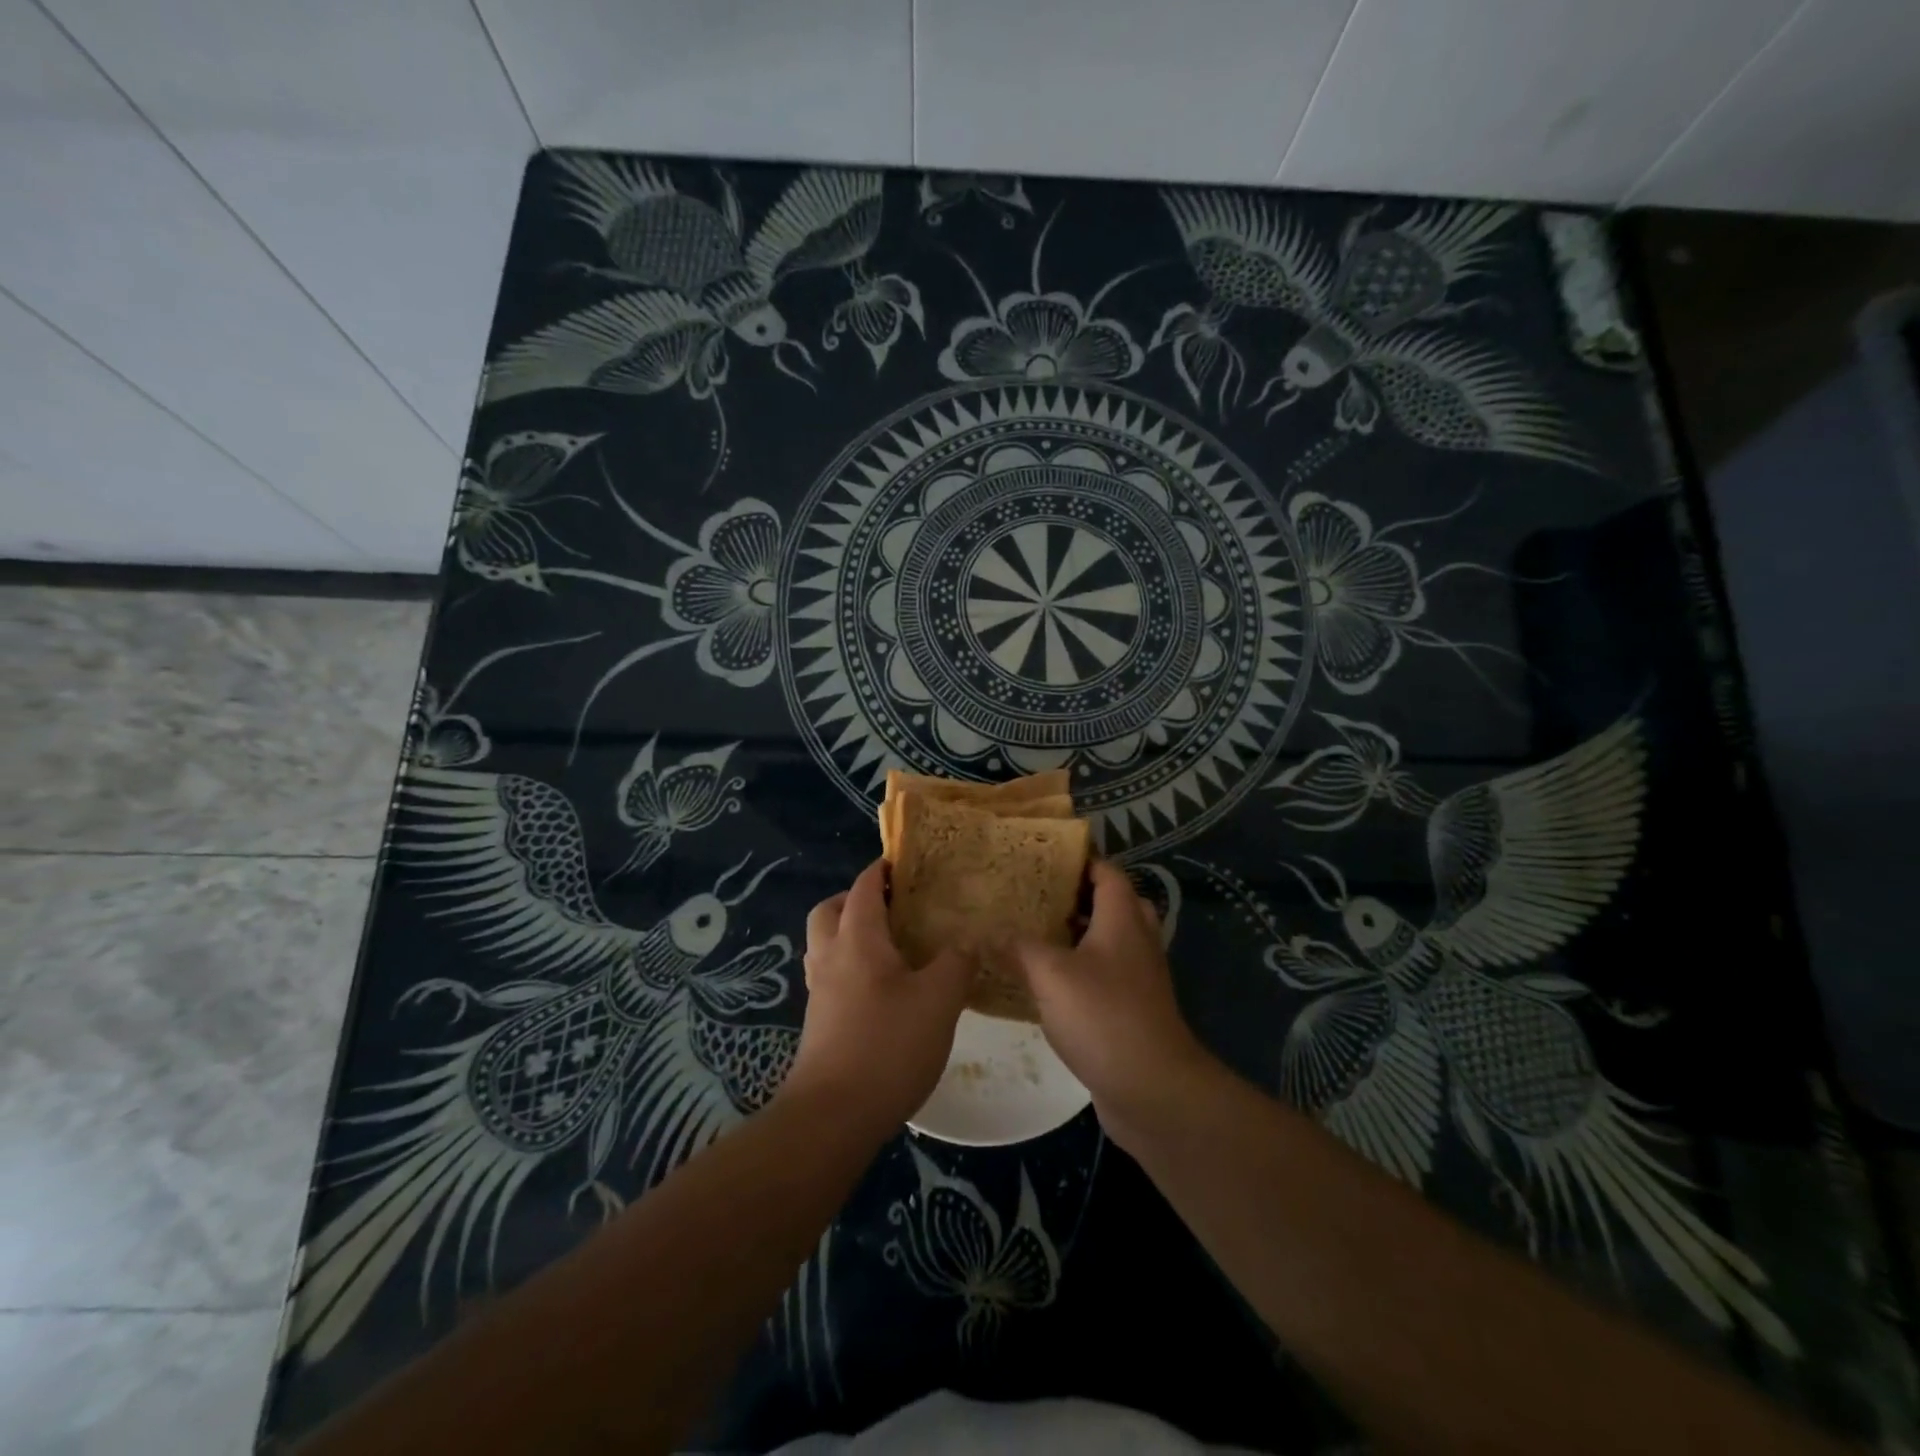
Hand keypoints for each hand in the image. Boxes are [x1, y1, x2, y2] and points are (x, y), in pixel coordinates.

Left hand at [782, 860, 973, 1140]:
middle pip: (830, 910)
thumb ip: (957, 963)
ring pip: (825, 944)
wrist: (832, 1117)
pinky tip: (883, 990)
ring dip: (849, 933)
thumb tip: (969, 940)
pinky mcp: (819, 1023)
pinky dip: (850, 967)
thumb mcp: (939, 1000)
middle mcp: (830, 957)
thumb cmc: (887, 1046)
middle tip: (894, 906)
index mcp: (857, 939)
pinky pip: (830, 975)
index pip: (864, 887)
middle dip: (856, 899)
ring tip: (891, 946)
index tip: (906, 864)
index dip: (882, 870)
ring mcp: (819, 992)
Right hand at [1010, 860, 1217, 1145]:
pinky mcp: (1133, 1009)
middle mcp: (1136, 941)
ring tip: (1034, 933)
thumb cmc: (1103, 1016)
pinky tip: (1046, 982)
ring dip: (1078, 935)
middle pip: (1112, 903)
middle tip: (1038, 895)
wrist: (1152, 1088)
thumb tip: (984, 931)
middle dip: (1077, 896)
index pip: (1107, 872)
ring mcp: (1139, 977)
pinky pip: (1106, 974)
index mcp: (1122, 919)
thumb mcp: (1050, 974)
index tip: (1043, 858)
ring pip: (1109, 941)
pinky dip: (1080, 969)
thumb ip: (1016, 947)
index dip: (1080, 860)